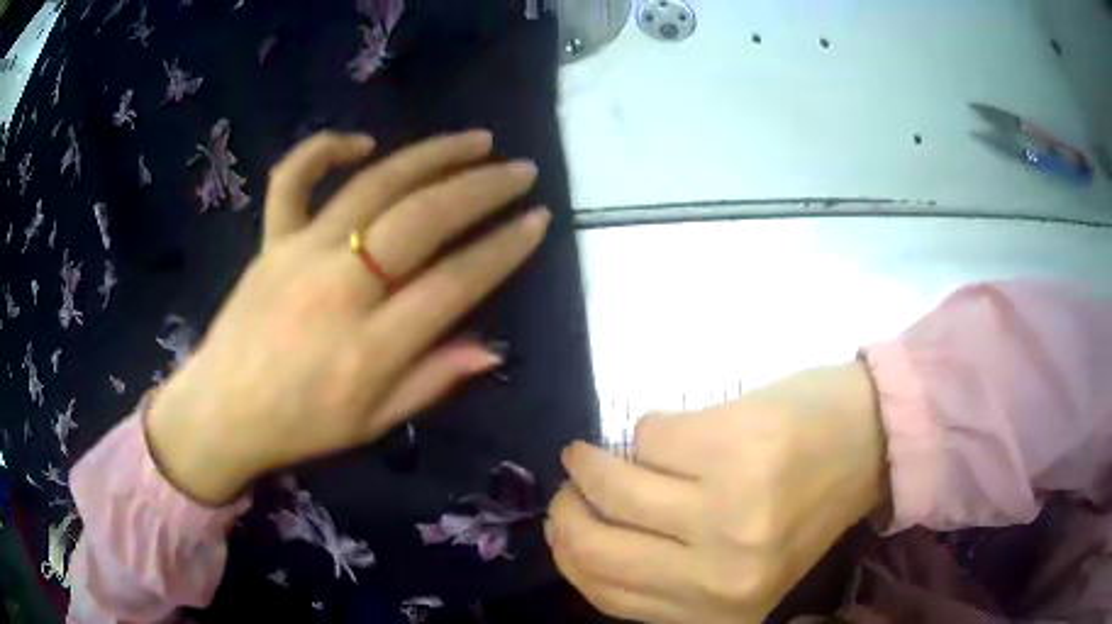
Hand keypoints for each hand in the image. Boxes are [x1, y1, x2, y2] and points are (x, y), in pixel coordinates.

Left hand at [147, 130, 549, 504]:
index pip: (455, 282)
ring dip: (431, 155)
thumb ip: (432, 381)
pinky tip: (363, 143)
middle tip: (521, 171)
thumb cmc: (300, 425)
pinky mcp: (271, 239)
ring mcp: (300, 252)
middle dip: (482, 189)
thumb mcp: (373, 423)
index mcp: (370, 346)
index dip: (504, 249)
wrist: (223, 410)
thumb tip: (492, 349)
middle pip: (422, 220)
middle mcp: (339, 288)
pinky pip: (293, 179)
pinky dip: (324, 149)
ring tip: (476, 140)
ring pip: (373, 185)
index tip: (537, 222)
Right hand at [546, 363, 886, 623]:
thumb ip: (674, 578)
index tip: (562, 528)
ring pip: (611, 486)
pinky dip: (647, 433)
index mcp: (724, 611)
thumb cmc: (808, 506)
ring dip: (587, 463)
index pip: (608, 594)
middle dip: (566, 511)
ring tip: (588, 453)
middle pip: (597, 547)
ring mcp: (728, 509)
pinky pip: (649, 436)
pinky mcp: (730, 444)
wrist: (870, 438)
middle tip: (568, 488)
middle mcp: (723, 574)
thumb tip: (588, 545)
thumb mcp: (742, 569)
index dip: (570, 558)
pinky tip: (665, 434)